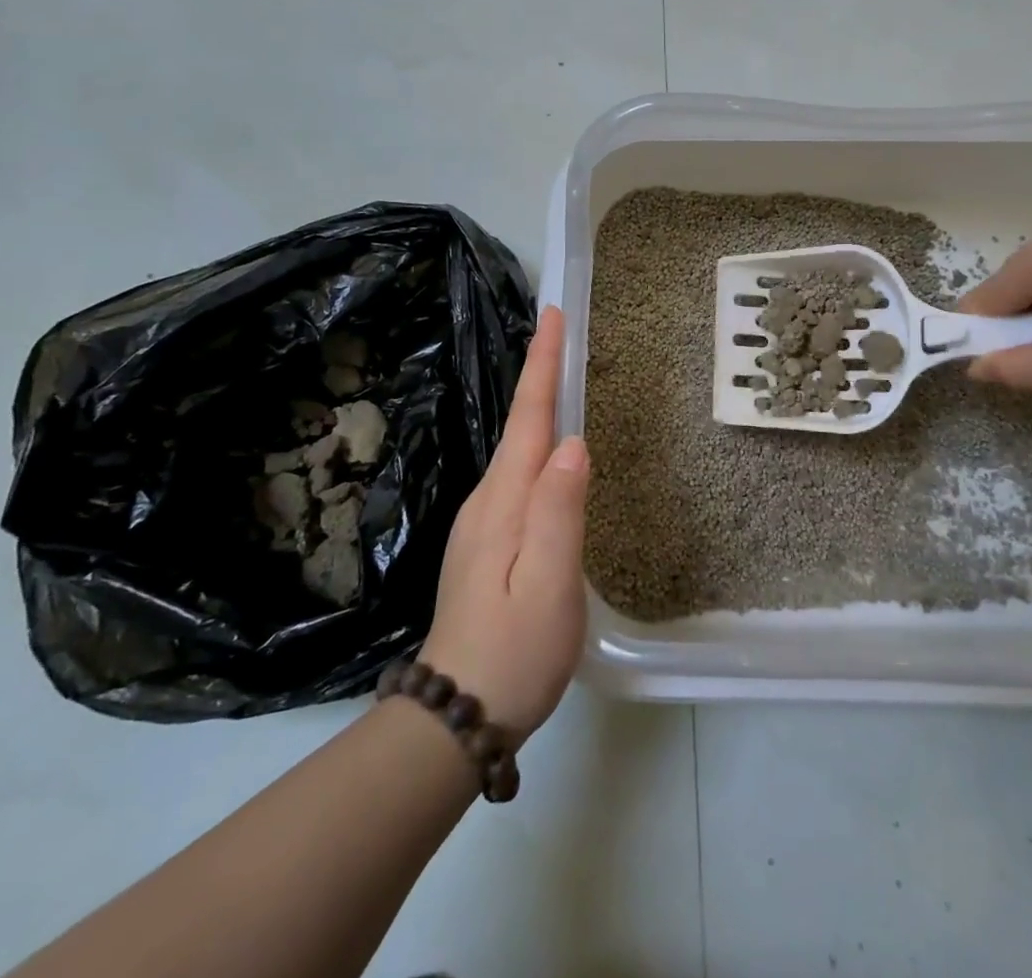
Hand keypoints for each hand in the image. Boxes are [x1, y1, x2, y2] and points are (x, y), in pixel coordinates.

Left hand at [420, 306, 587, 742]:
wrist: (457, 714)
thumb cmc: (514, 651)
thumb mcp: (548, 584)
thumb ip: (560, 512)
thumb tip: (573, 443)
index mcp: (505, 501)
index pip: (529, 418)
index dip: (541, 365)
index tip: (551, 316)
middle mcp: (489, 501)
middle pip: (520, 425)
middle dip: (539, 374)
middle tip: (560, 332)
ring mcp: (483, 524)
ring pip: (517, 450)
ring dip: (537, 406)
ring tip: (559, 375)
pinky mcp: (487, 544)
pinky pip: (517, 477)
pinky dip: (534, 446)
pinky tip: (549, 452)